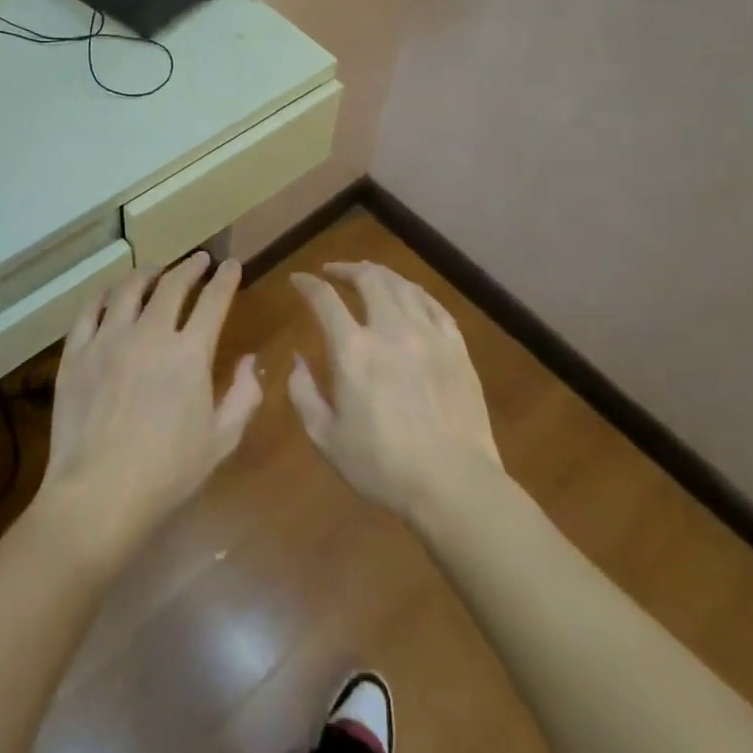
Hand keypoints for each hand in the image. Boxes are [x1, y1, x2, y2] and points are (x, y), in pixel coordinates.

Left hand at [37, 253, 261, 571]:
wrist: (99, 493)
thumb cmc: (168, 472)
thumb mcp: (222, 440)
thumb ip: (244, 395)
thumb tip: (249, 360)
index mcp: (189, 353)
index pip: (214, 300)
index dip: (226, 279)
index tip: (232, 265)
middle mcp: (149, 333)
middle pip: (172, 285)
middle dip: (190, 267)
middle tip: (199, 261)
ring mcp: (108, 339)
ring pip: (129, 289)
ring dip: (148, 274)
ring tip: (156, 272)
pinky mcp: (76, 352)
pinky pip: (90, 310)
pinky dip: (105, 295)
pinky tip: (111, 295)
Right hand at [288, 261, 503, 520]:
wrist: (453, 484)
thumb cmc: (382, 466)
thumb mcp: (325, 437)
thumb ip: (303, 393)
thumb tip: (297, 360)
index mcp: (353, 350)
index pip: (324, 299)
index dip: (307, 284)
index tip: (298, 280)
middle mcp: (389, 329)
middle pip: (368, 278)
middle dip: (346, 269)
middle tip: (333, 272)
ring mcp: (428, 335)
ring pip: (402, 285)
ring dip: (380, 275)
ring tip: (369, 277)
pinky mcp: (456, 347)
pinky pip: (433, 305)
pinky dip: (414, 293)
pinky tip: (409, 296)